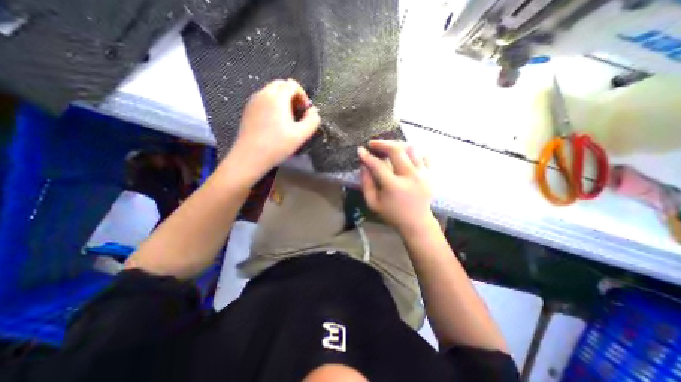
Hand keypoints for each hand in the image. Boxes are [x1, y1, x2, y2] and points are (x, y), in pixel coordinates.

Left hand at [229, 77, 322, 178]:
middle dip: (292, 95)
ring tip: (287, 119)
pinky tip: (275, 122)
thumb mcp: (301, 135)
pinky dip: (272, 104)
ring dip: (282, 100)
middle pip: (281, 84)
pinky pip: (263, 99)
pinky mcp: (248, 109)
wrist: (250, 156)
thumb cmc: (277, 146)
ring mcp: (253, 101)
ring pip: (271, 91)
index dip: (302, 95)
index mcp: (277, 98)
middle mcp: (263, 94)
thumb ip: (312, 121)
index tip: (304, 111)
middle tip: (297, 113)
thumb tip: (314, 112)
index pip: (292, 84)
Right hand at [359, 140, 432, 235]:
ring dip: (397, 145)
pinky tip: (405, 155)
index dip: (367, 156)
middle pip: (396, 150)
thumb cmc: (392, 214)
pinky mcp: (430, 174)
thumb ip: (366, 184)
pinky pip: (423, 155)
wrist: (417, 222)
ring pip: (411, 149)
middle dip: (382, 144)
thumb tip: (364, 166)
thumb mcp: (373, 203)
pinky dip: (413, 152)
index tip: (360, 150)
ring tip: (388, 148)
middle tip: (373, 144)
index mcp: (394, 186)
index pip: (378, 165)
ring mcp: (422, 174)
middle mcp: (410, 176)